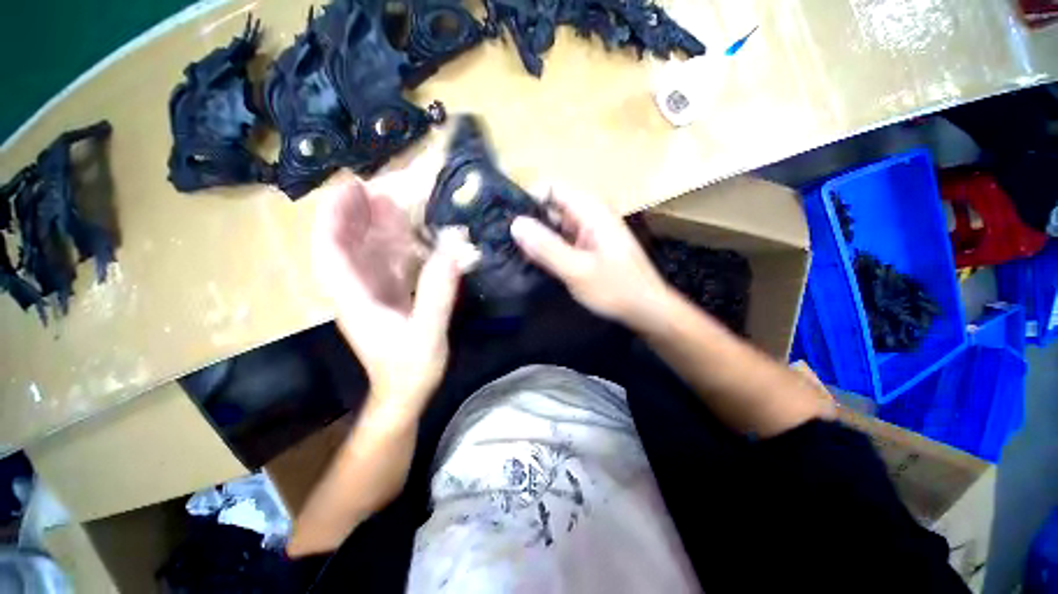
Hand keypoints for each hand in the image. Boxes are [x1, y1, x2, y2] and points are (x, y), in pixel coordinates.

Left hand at [312, 157, 470, 415]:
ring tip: (395, 199)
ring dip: (378, 225)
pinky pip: (388, 263)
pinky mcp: (389, 297)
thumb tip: (455, 247)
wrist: (405, 393)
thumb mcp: (428, 332)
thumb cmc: (410, 368)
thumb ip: (438, 291)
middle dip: (357, 212)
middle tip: (378, 184)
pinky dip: (397, 245)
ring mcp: (373, 294)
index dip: (335, 216)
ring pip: (368, 252)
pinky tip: (412, 232)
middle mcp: (357, 291)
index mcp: (355, 300)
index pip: (331, 251)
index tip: (349, 186)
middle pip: (348, 244)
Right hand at [510, 185, 671, 329]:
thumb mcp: (578, 270)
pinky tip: (529, 261)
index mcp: (591, 210)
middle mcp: (588, 215)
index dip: (529, 199)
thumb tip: (515, 224)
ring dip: (535, 237)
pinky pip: (560, 242)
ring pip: (553, 226)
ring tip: (510, 251)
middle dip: (528, 221)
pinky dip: (546, 249)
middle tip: (503, 240)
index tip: (508, 220)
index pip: (552, 188)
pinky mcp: (586, 249)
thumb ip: (547, 247)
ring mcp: (587, 233)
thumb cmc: (617, 289)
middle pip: (551, 207)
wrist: (647, 310)